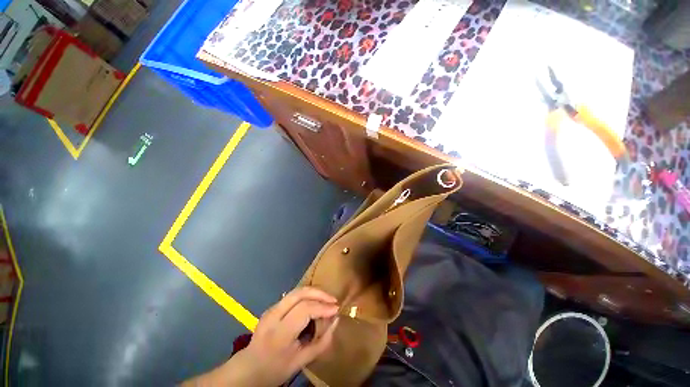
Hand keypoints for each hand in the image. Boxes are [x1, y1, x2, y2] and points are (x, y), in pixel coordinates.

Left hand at [243, 287, 339, 384]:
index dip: (322, 307)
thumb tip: (336, 321)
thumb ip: (322, 342)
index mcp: (279, 333)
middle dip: (319, 293)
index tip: (336, 309)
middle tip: (333, 300)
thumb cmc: (275, 369)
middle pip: (299, 294)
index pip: (304, 310)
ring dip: (314, 292)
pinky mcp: (272, 306)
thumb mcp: (301, 362)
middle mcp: (273, 316)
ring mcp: (271, 308)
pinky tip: (314, 302)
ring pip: (296, 291)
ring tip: (327, 299)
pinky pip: (292, 295)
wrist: (248, 369)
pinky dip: (307, 295)